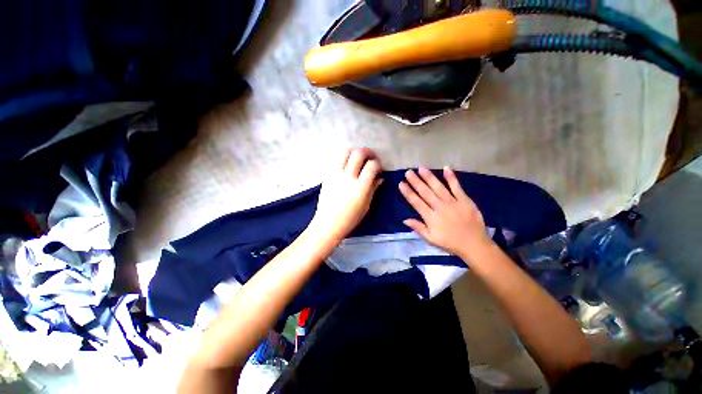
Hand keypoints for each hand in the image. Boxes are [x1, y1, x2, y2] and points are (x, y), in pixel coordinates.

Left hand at [309, 148, 382, 242]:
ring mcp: (335, 175)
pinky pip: (335, 160)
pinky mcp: (327, 176)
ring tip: (357, 158)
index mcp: (360, 187)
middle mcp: (347, 177)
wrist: (328, 224)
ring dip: (353, 152)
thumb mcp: (366, 205)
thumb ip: (373, 188)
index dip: (377, 164)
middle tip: (370, 157)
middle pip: (358, 154)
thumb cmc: (350, 218)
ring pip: (344, 152)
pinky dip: (343, 158)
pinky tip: (347, 165)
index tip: (378, 169)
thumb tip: (380, 177)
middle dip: (367, 152)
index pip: (371, 166)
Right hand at [399, 166, 491, 259]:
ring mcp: (452, 202)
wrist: (474, 245)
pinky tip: (446, 168)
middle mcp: (440, 207)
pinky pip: (457, 187)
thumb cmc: (450, 243)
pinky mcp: (465, 200)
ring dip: (429, 177)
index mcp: (431, 217)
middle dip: (416, 181)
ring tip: (421, 168)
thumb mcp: (431, 239)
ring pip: (438, 187)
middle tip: (408, 172)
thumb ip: (418, 228)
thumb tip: (405, 220)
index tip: (401, 184)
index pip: (416, 202)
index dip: (408, 192)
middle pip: (425, 192)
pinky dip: (451, 178)